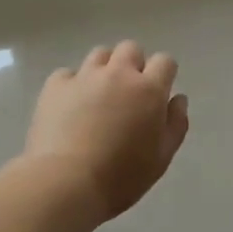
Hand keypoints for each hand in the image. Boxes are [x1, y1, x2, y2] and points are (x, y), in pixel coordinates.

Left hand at [24, 41, 189, 222]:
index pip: (165, 61)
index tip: (157, 93)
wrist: (65, 183)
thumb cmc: (121, 176)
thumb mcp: (161, 158)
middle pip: (130, 49)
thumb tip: (177, 98)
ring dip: (104, 69)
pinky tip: (69, 107)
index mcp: (149, 90)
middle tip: (128, 94)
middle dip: (133, 65)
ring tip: (98, 96)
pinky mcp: (55, 85)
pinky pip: (68, 73)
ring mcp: (84, 76)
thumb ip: (175, 124)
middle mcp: (118, 73)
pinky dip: (72, 85)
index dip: (163, 74)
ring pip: (100, 54)